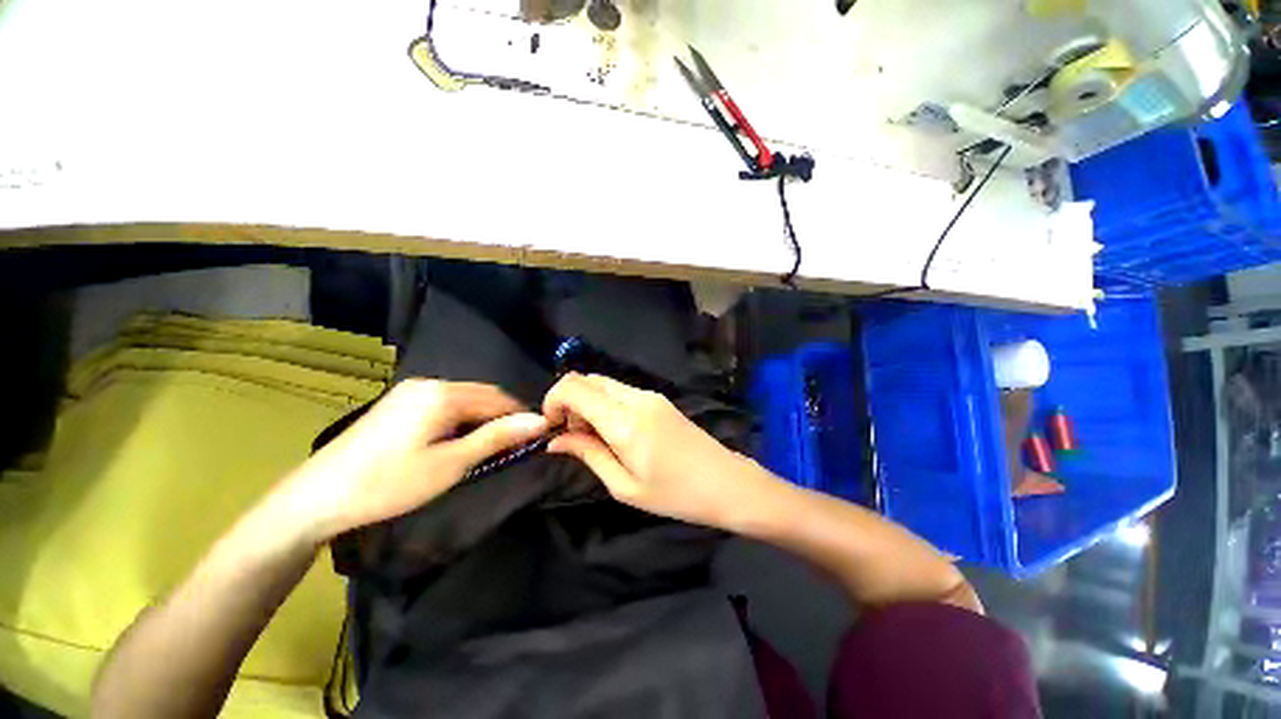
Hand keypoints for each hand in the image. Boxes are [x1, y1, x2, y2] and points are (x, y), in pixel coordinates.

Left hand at [277, 379, 548, 543]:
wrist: (316, 498)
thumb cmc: (390, 483)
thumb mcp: (451, 463)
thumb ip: (497, 437)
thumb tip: (539, 422)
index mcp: (443, 394)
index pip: (498, 398)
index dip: (520, 416)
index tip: (535, 437)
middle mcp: (428, 383)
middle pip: (481, 395)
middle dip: (501, 416)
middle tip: (513, 445)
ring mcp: (410, 391)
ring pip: (463, 399)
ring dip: (481, 418)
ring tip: (488, 446)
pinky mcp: (398, 403)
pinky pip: (443, 403)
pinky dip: (461, 418)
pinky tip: (457, 439)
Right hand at [543, 373, 771, 528]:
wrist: (726, 483)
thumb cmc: (675, 494)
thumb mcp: (625, 486)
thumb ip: (588, 454)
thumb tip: (555, 439)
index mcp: (625, 421)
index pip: (574, 387)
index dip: (552, 400)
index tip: (550, 427)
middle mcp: (636, 398)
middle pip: (587, 379)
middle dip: (568, 401)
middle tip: (571, 436)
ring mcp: (650, 395)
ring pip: (603, 383)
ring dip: (587, 402)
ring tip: (592, 437)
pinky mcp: (659, 399)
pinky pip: (620, 391)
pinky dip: (604, 403)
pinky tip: (612, 431)